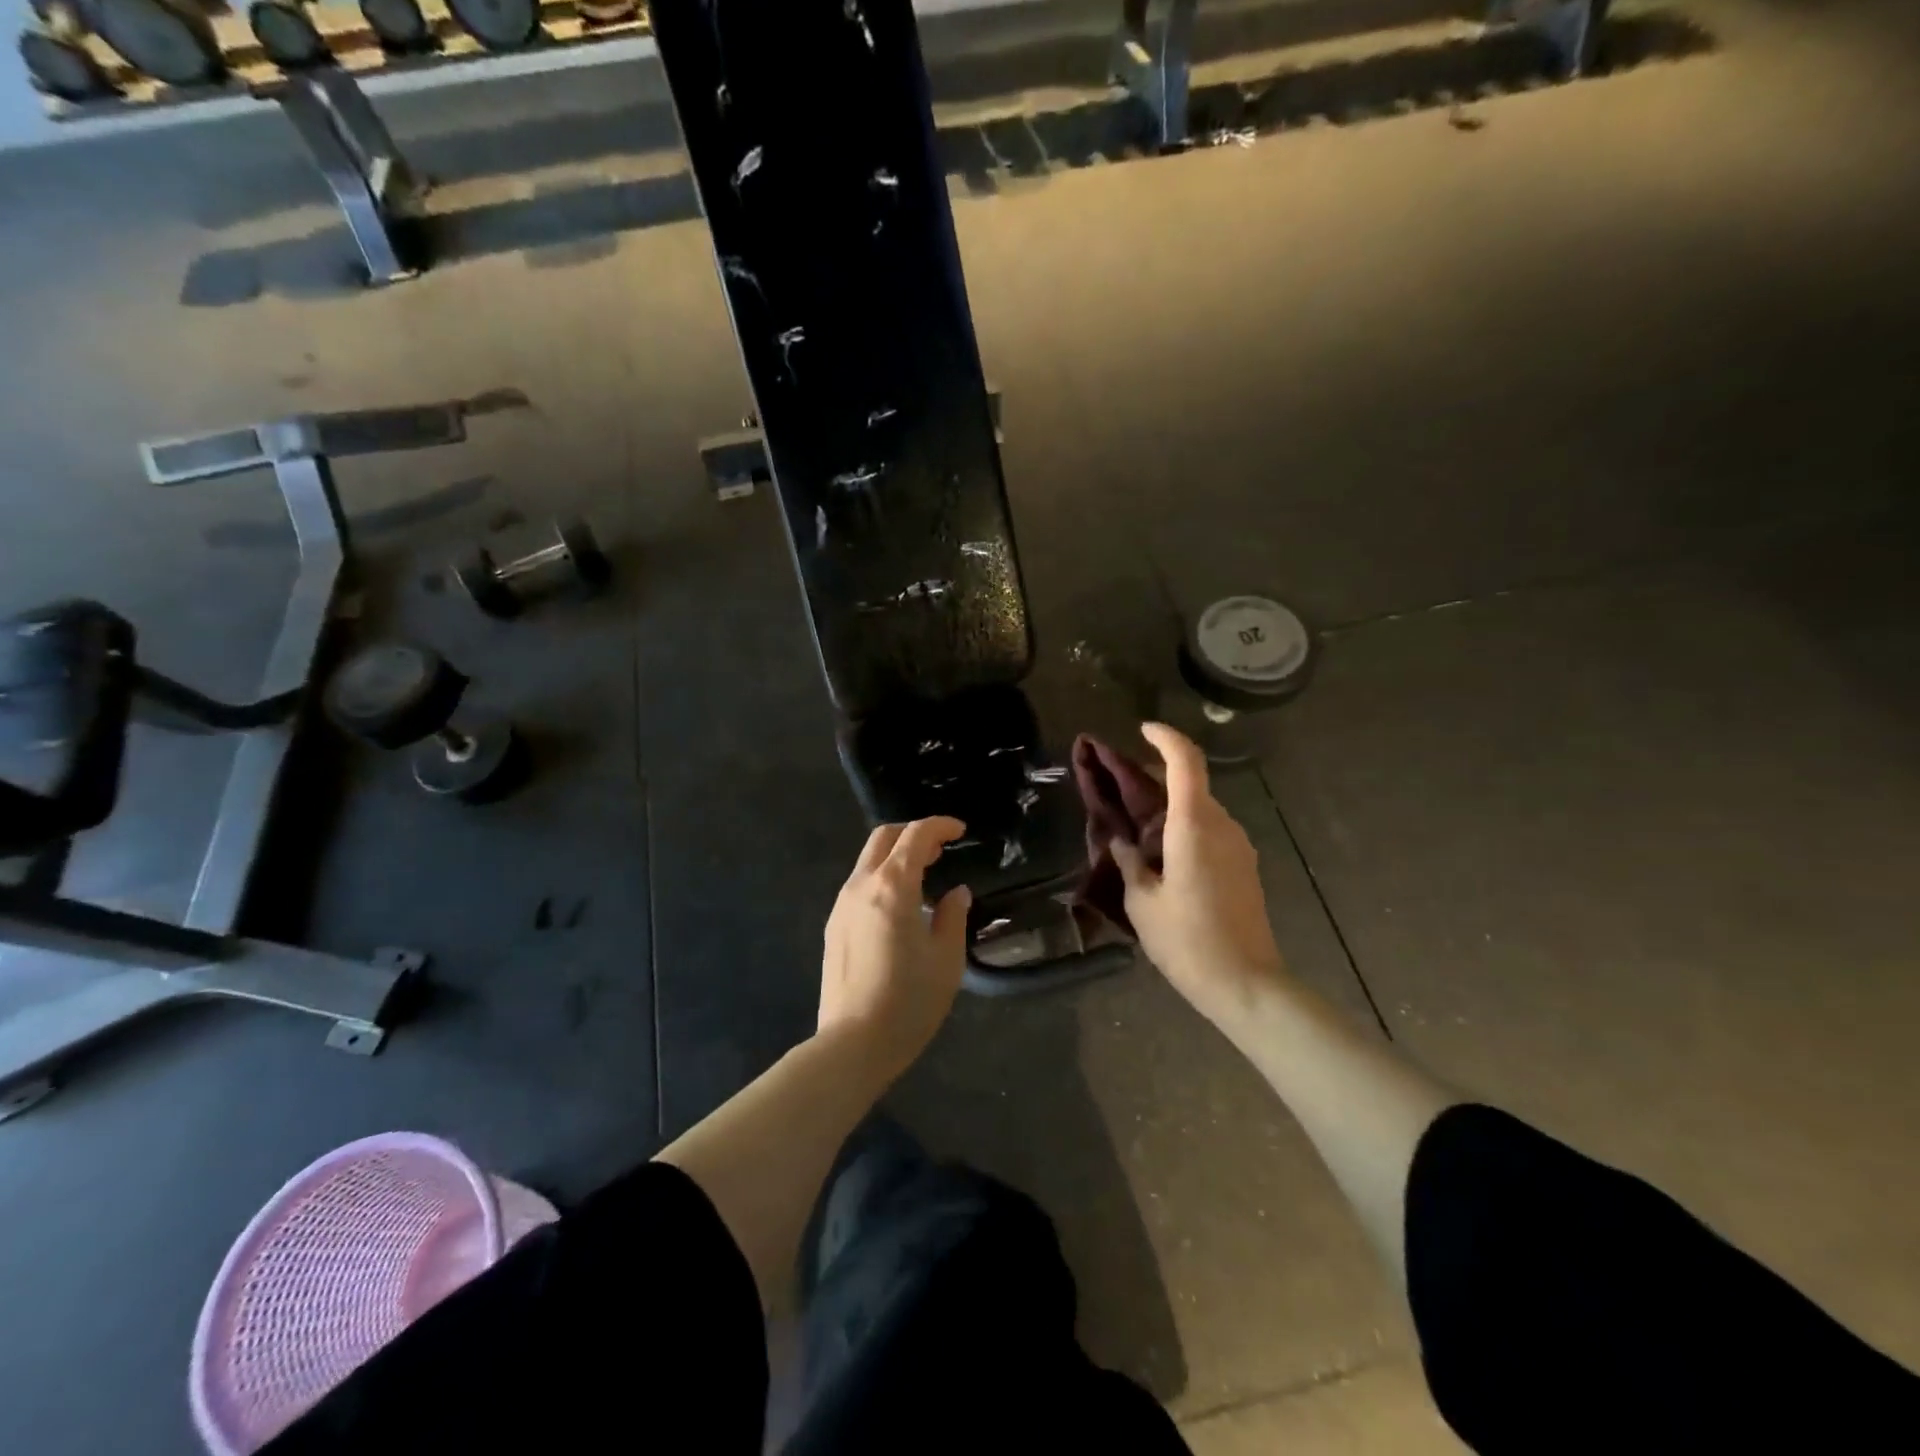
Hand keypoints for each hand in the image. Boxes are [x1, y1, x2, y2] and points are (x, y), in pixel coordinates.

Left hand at [818, 817, 971, 1077]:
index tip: (960, 830)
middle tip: (940, 849)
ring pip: (868, 860)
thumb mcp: (946, 959)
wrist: (853, 1044)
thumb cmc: (909, 1001)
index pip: (915, 836)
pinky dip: (882, 877)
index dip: (939, 826)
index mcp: (893, 887)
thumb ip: (953, 916)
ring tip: (924, 876)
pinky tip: (900, 905)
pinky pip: (859, 884)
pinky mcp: (834, 926)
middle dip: (912, 833)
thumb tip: (956, 892)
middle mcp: (861, 886)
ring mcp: (842, 905)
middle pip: (883, 837)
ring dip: (896, 856)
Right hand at [1113, 723, 1287, 1025]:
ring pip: (1200, 808)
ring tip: (1134, 828)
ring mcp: (1238, 845)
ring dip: (1168, 806)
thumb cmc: (1187, 941)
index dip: (1164, 737)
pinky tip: (1161, 856)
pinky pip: (1210, 831)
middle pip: (1190, 782)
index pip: (1185, 760)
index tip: (1141, 730)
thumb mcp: (1141, 902)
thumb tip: (1122, 841)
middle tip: (1119, 788)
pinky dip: (1184, 828)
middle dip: (1154, 777)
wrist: (1246, 985)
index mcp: (1194, 825)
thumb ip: (1128, 862)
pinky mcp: (1244, 866)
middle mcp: (1222, 825)